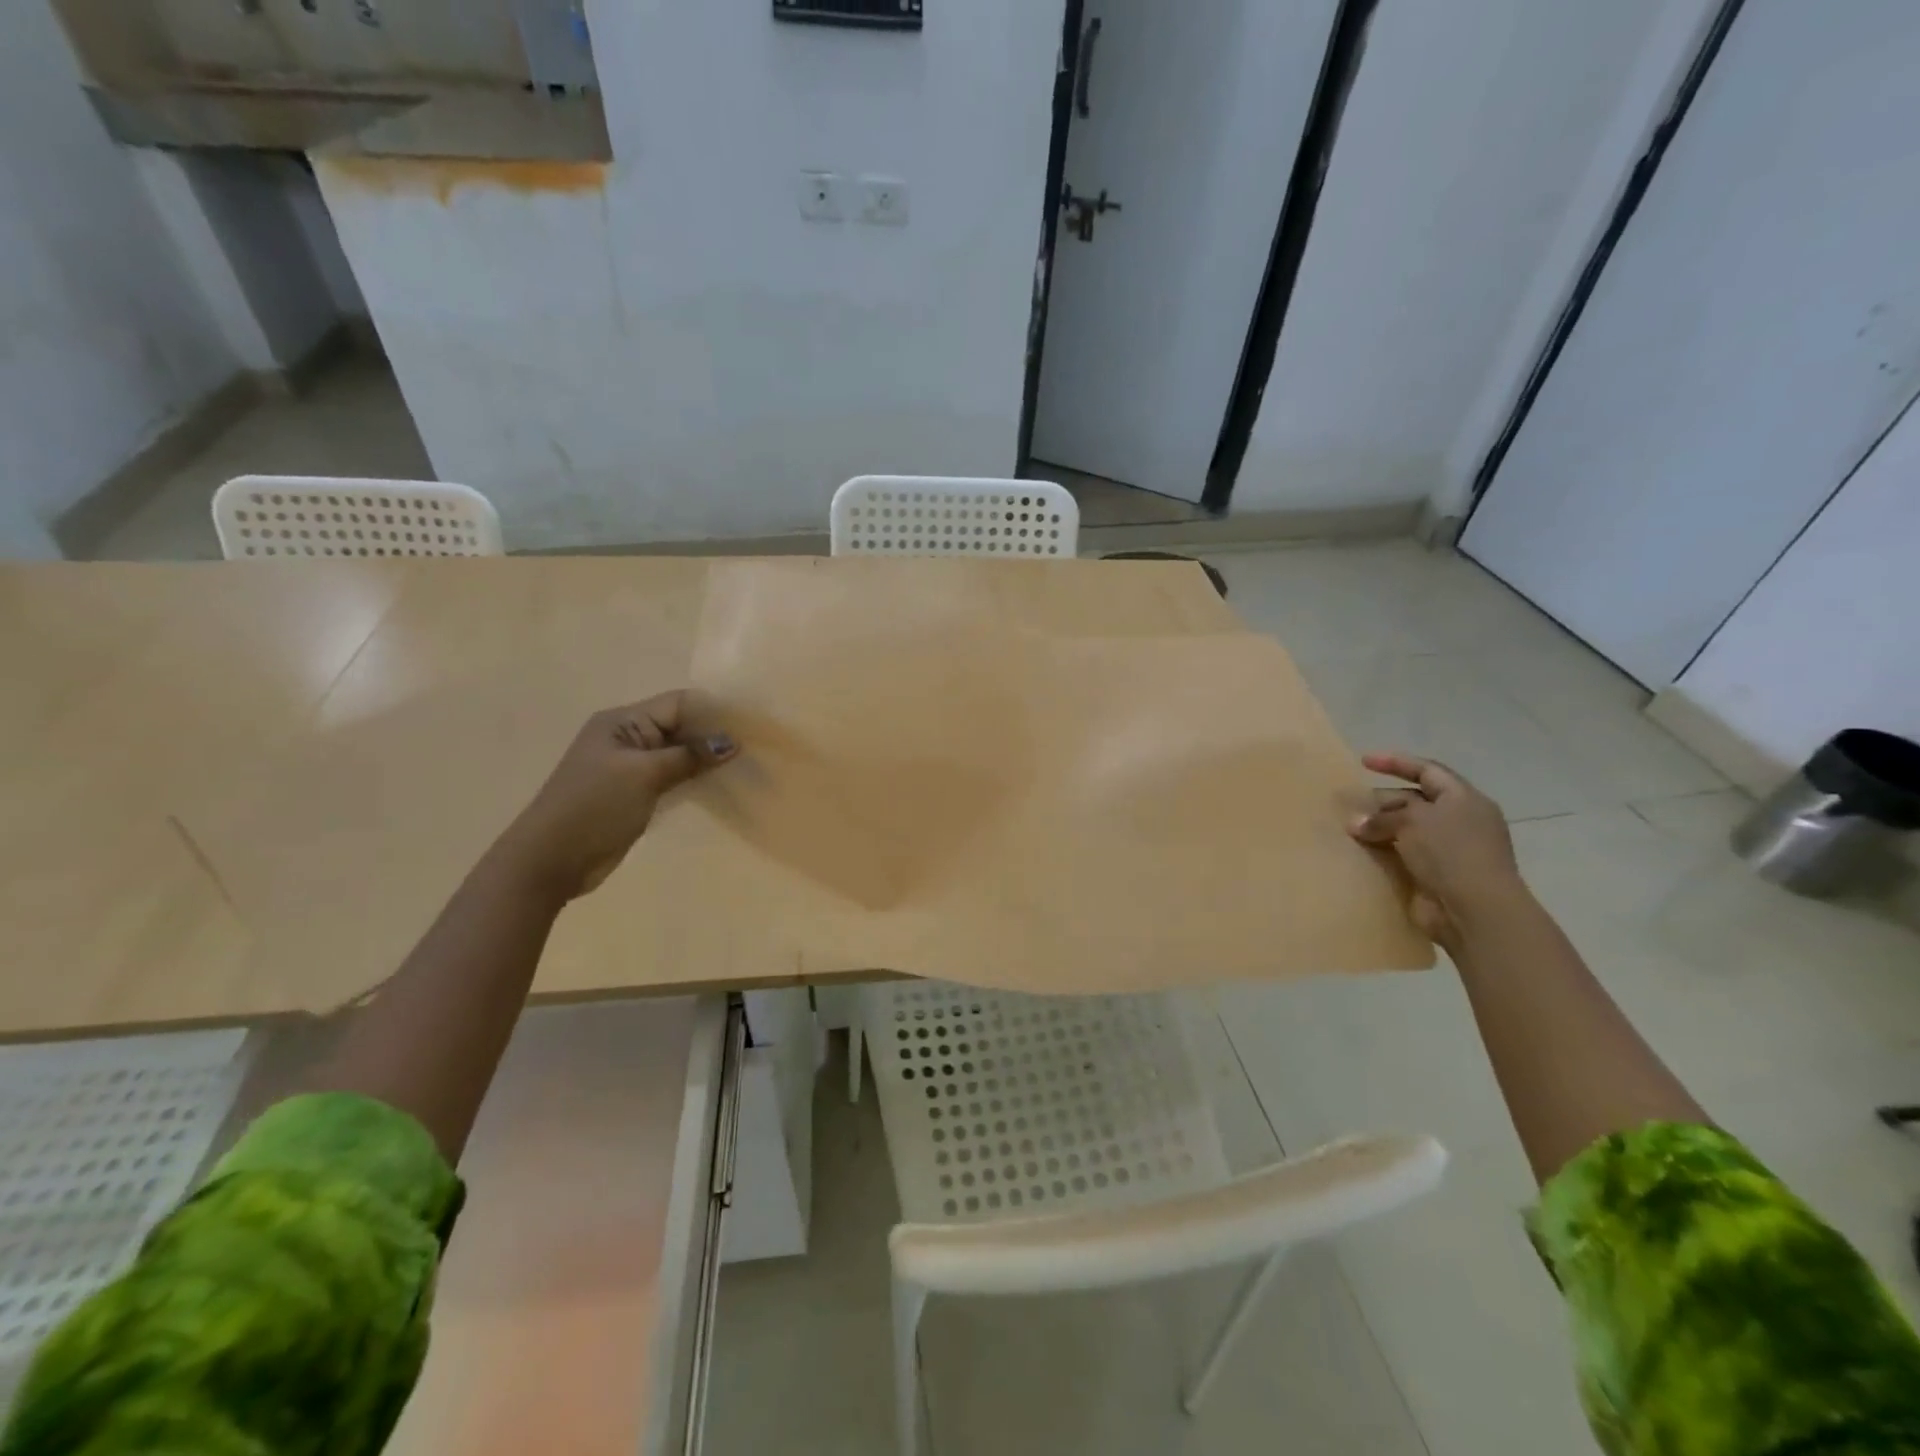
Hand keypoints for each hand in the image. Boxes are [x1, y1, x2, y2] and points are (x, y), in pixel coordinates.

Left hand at [497, 693, 737, 901]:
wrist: (550, 860)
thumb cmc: (594, 807)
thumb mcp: (643, 774)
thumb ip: (688, 756)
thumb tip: (731, 743)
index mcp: (622, 721)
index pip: (678, 704)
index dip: (713, 711)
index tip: (751, 724)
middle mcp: (627, 738)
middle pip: (680, 726)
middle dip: (714, 735)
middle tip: (755, 746)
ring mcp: (630, 767)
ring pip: (678, 754)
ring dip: (706, 759)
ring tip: (745, 765)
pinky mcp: (634, 793)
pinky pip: (672, 777)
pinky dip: (694, 778)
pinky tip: (720, 785)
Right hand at [1347, 753, 1525, 947]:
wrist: (1475, 911)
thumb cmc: (1451, 852)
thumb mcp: (1413, 821)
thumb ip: (1382, 817)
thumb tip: (1355, 824)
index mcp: (1464, 799)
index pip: (1428, 771)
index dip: (1396, 762)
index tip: (1363, 761)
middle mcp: (1459, 821)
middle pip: (1414, 800)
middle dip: (1382, 800)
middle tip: (1351, 803)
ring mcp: (1449, 850)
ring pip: (1407, 830)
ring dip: (1379, 828)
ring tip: (1349, 829)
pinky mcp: (1436, 876)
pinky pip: (1403, 856)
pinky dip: (1383, 852)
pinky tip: (1361, 852)